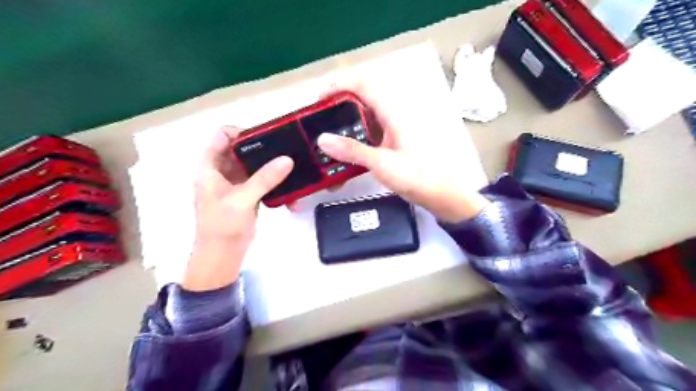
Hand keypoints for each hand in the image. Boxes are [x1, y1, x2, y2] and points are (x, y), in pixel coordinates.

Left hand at [182, 127, 292, 291]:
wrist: (223, 254)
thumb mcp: (242, 200)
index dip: (242, 131)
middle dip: (262, 146)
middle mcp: (222, 170)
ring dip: (269, 162)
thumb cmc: (223, 226)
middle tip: (285, 146)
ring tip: (290, 160)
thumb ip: (264, 179)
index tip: (267, 135)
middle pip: (241, 148)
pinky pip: (261, 178)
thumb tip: (287, 159)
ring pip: (253, 163)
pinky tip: (288, 180)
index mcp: (210, 167)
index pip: (222, 136)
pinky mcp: (248, 192)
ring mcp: (236, 182)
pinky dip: (273, 178)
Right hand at [317, 88, 487, 221]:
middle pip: (361, 102)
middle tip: (318, 124)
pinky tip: (346, 162)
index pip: (364, 85)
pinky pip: (370, 136)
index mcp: (394, 112)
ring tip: (328, 147)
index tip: (319, 98)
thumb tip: (323, 140)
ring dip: (346, 131)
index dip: (339, 85)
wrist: (441, 194)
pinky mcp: (394, 142)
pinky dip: (356, 145)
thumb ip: (353, 151)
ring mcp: (394, 129)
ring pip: (364, 120)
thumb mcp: (382, 164)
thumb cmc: (418, 177)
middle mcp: (394, 115)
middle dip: (337, 111)